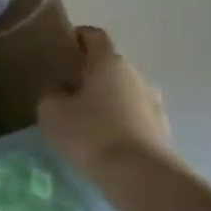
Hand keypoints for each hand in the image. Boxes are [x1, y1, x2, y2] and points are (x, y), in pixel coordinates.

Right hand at [37, 26, 172, 181]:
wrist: (139, 174)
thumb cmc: (89, 133)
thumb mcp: (50, 111)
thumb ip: (51, 94)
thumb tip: (59, 91)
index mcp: (108, 62)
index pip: (94, 35)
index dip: (76, 37)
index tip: (59, 47)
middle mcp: (135, 74)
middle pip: (108, 64)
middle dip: (87, 72)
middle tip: (63, 87)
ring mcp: (153, 101)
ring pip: (121, 90)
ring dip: (103, 97)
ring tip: (80, 116)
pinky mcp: (160, 127)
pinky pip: (132, 114)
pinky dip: (116, 119)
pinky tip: (99, 137)